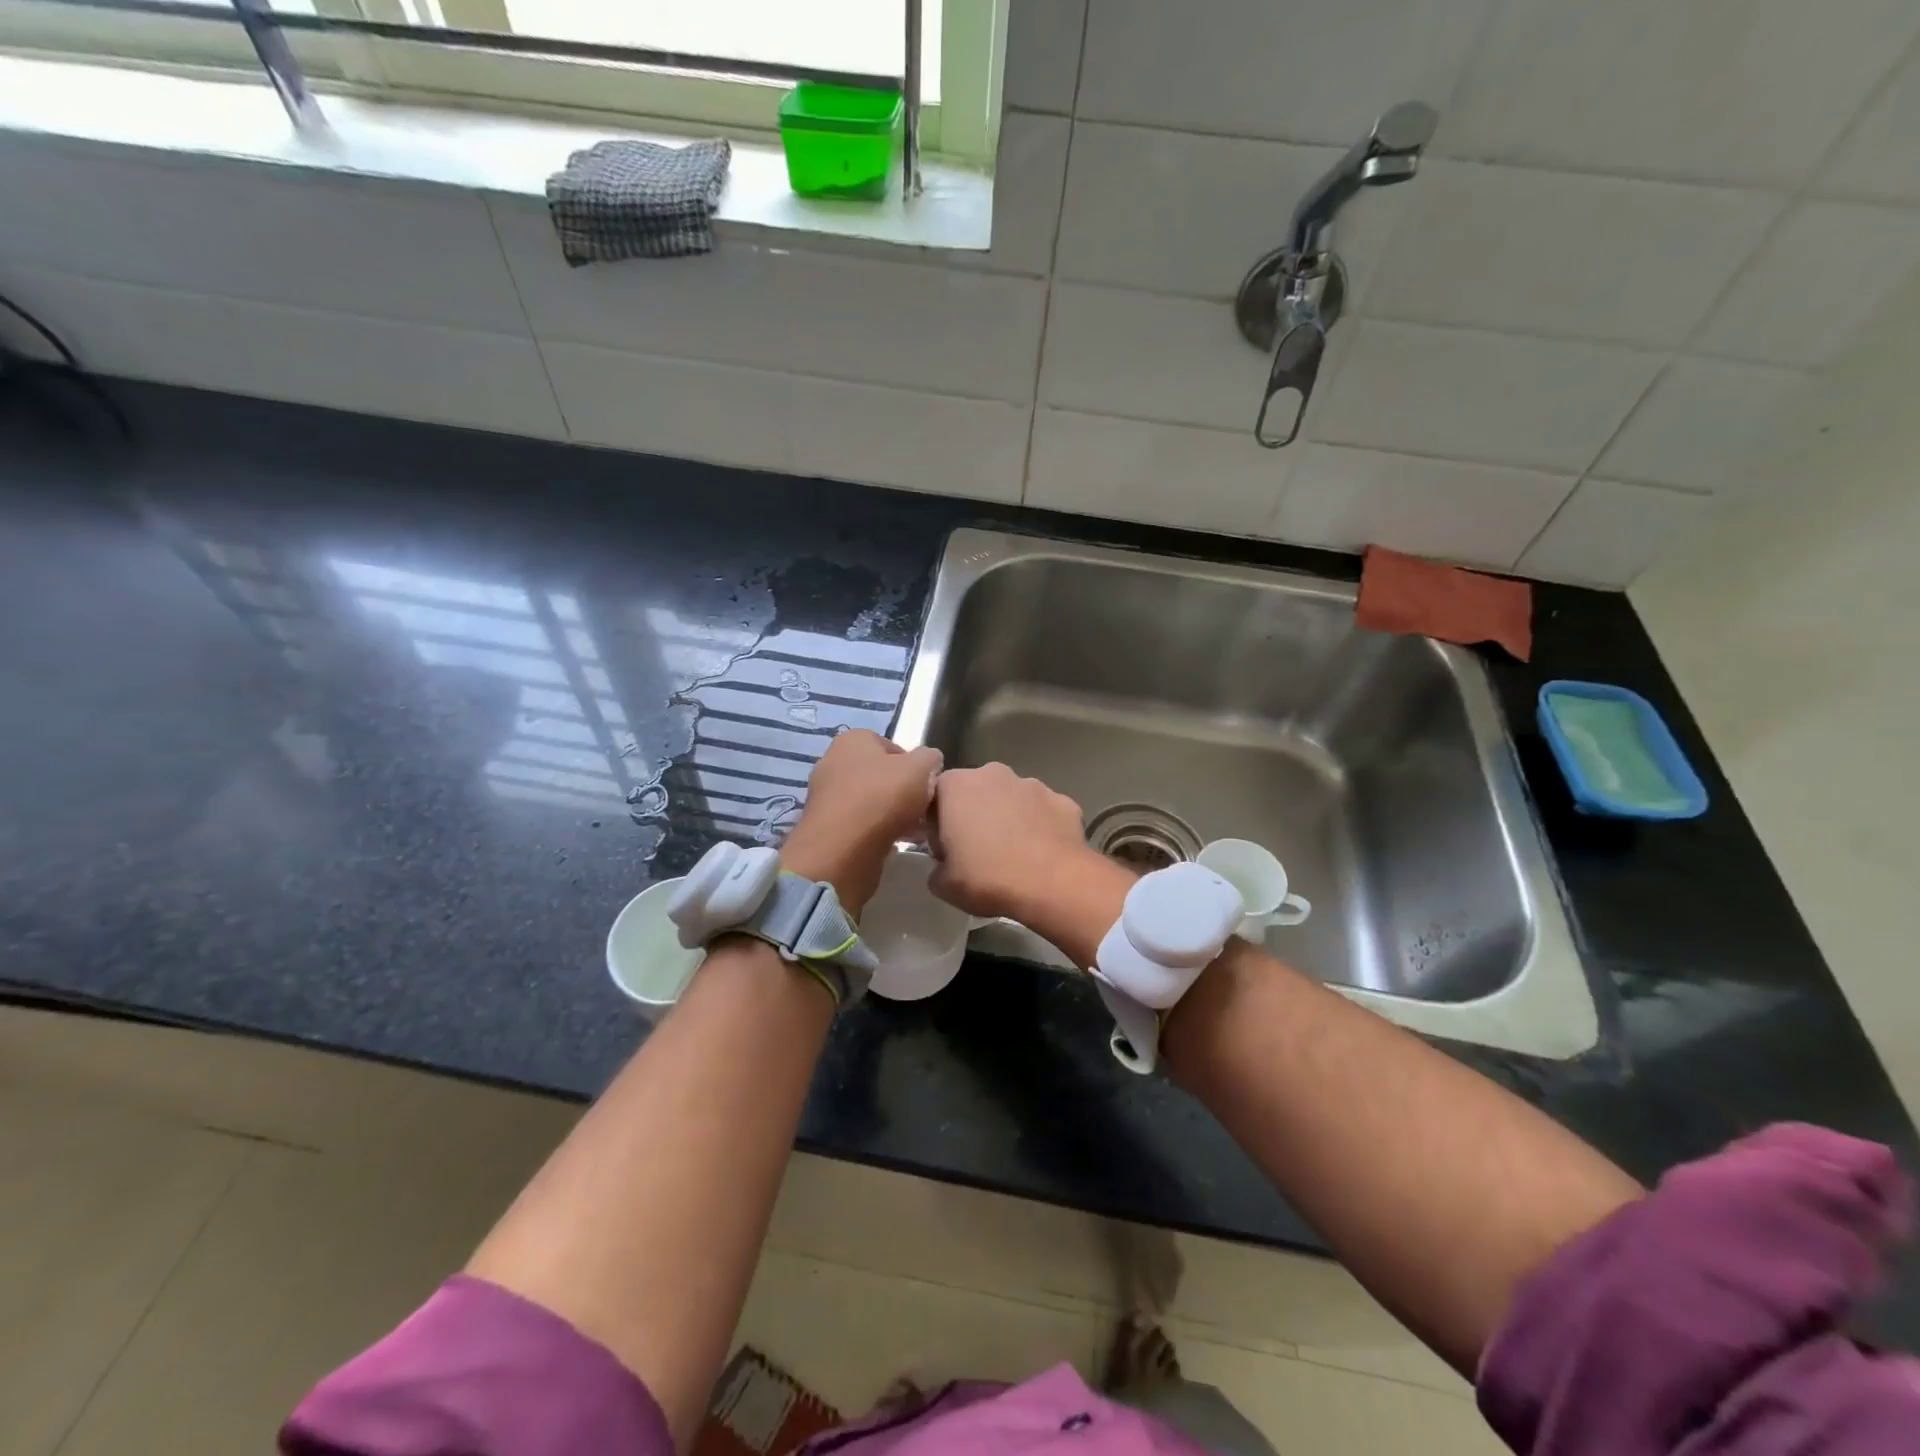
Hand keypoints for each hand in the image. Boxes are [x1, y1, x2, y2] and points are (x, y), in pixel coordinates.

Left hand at [780, 730, 941, 914]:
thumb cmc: (883, 797)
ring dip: (891, 813)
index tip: (927, 785)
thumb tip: (930, 761)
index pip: (891, 747)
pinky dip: (875, 832)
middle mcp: (833, 762)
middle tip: (922, 809)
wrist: (843, 848)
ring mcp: (826, 796)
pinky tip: (892, 843)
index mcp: (853, 740)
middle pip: (880, 775)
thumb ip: (929, 758)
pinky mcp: (825, 827)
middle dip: (902, 791)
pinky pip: (858, 824)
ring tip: (913, 831)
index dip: (914, 766)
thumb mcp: (921, 768)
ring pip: (870, 801)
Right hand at [927, 763, 1106, 922]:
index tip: (944, 848)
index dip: (937, 822)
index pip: (935, 796)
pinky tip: (1042, 855)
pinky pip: (1043, 812)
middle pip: (976, 791)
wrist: (1053, 884)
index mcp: (956, 786)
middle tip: (977, 851)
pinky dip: (1040, 827)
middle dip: (974, 814)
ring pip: (1012, 799)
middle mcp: (993, 773)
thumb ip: (936, 868)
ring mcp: (1032, 784)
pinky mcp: (1062, 800)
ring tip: (1013, 854)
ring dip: (1009, 818)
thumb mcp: (943, 885)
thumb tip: (943, 866)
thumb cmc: (988, 878)